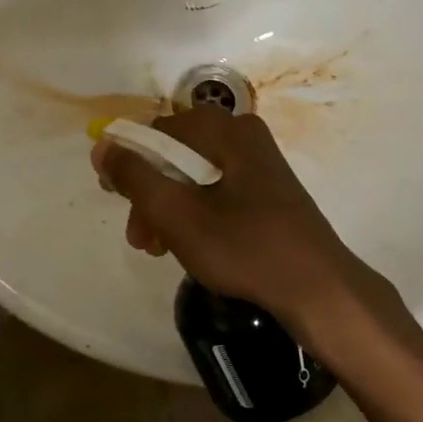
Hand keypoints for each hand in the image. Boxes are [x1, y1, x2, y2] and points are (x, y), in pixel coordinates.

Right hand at [92, 110, 400, 339]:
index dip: (129, 160)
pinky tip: (187, 245)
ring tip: (158, 249)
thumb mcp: (177, 214)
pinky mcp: (267, 191)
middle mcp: (243, 135)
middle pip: (176, 154)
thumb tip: (103, 144)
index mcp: (226, 130)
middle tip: (139, 237)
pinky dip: (194, 212)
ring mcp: (258, 164)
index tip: (113, 197)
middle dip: (149, 193)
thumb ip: (134, 176)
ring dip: (168, 207)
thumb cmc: (245, 247)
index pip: (158, 130)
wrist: (320, 291)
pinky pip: (216, 189)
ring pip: (194, 175)